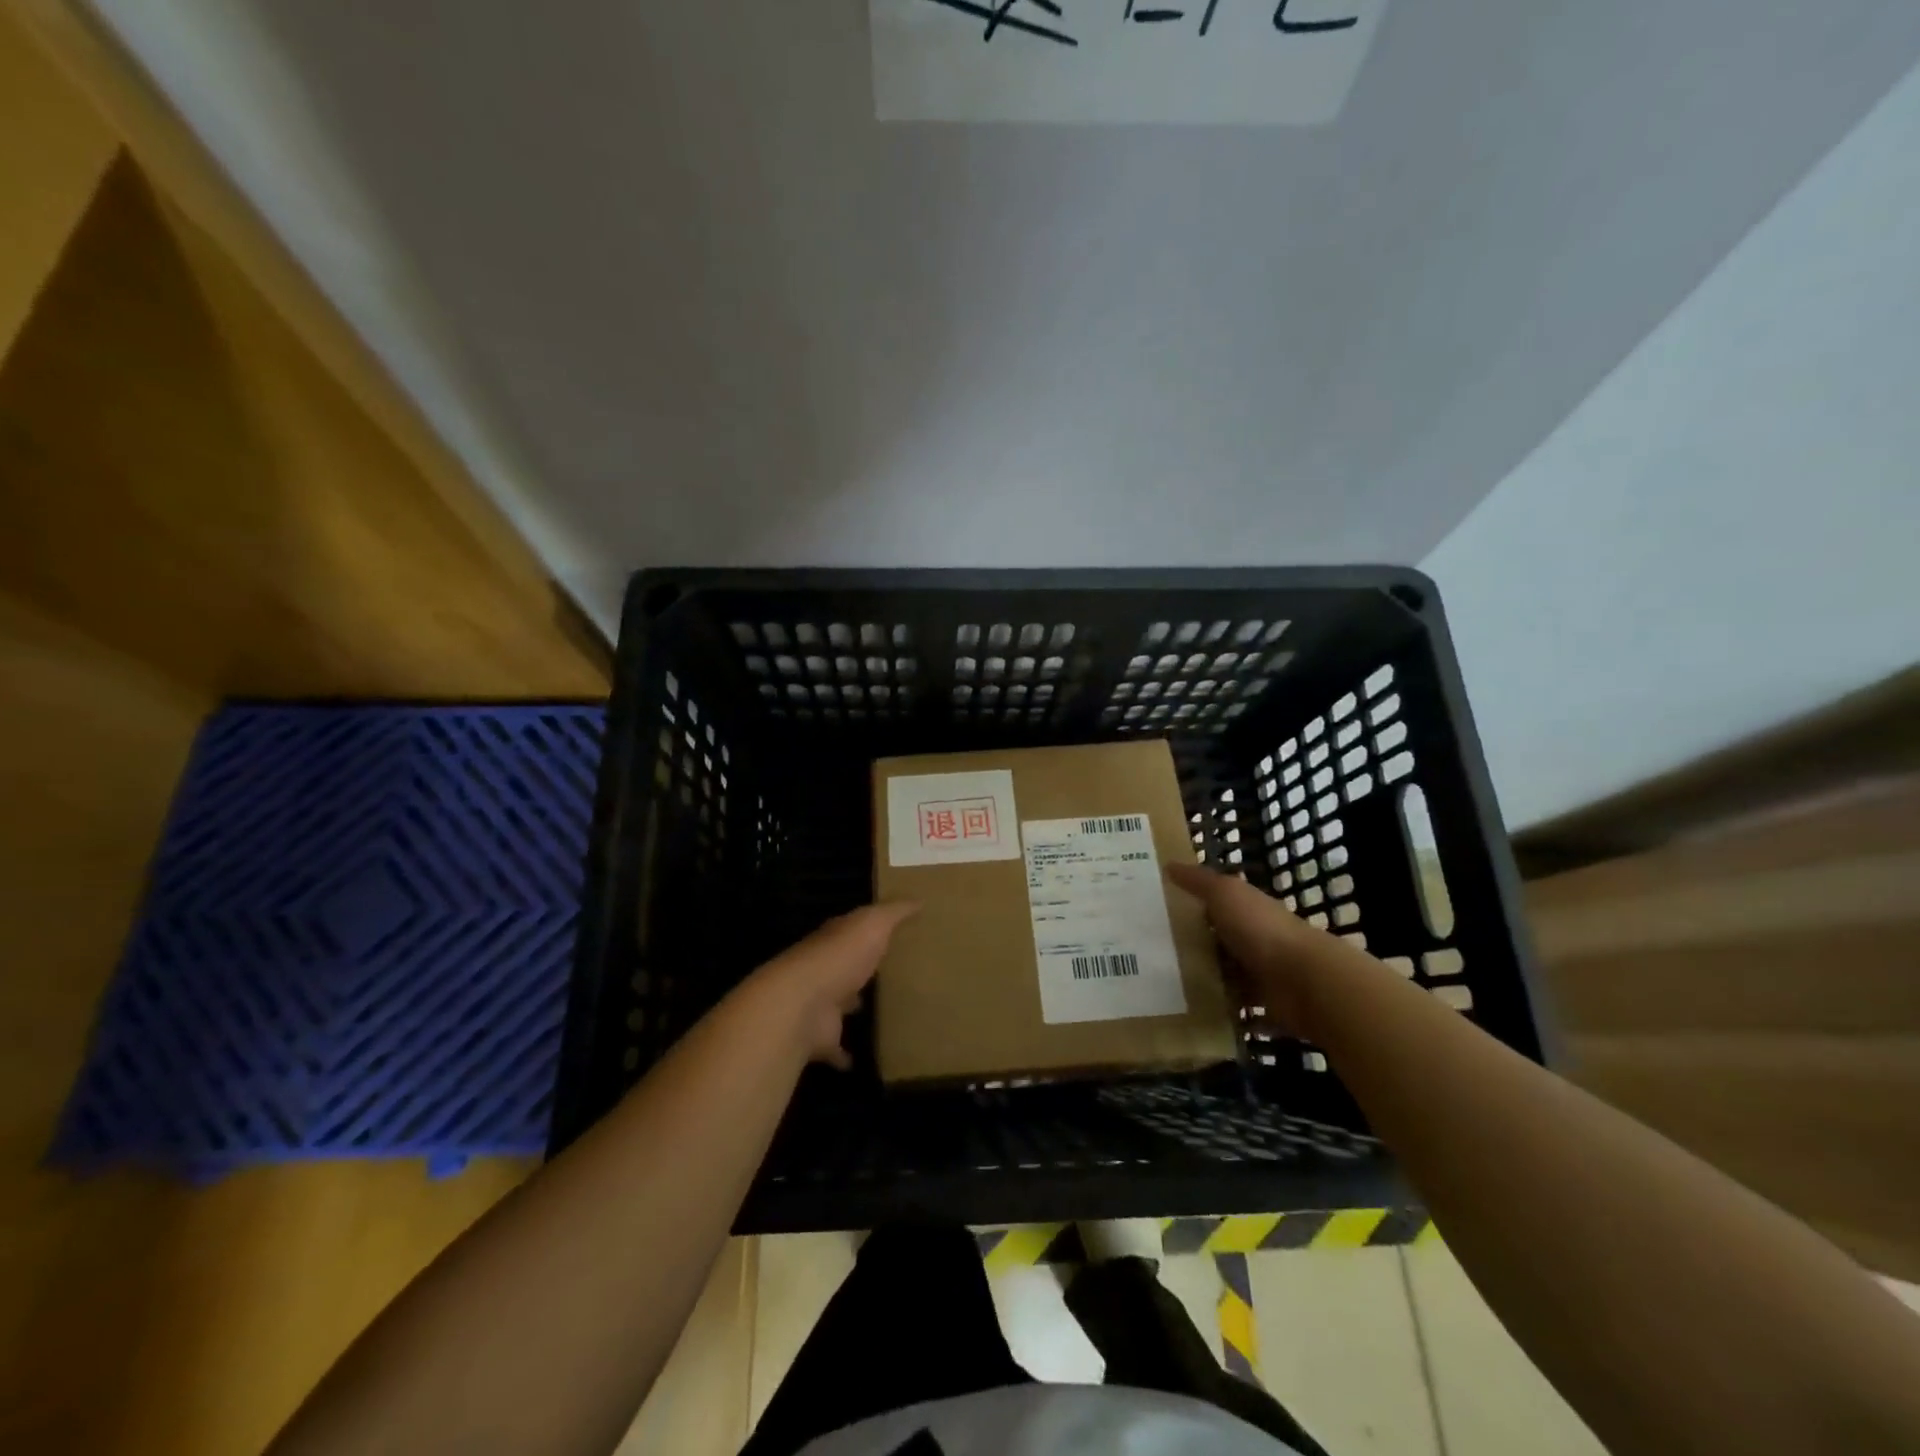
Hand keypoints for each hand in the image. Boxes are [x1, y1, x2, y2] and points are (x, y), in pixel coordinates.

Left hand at [746, 902, 918, 1068]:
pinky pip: (836, 1047)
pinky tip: (861, 1059)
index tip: (892, 935)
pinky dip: (845, 1054)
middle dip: (861, 969)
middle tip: (890, 973)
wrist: (802, 1004)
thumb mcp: (873, 923)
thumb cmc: (840, 957)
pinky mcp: (822, 1037)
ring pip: (840, 1004)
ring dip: (853, 1006)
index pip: (852, 932)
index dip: (869, 932)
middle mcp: (825, 969)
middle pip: (845, 967)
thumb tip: (919, 899)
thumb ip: (894, 912)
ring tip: (883, 1011)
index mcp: (836, 940)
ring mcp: (820, 1005)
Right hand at [1166, 862, 1329, 1033]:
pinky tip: (1195, 1014)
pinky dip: (1225, 1012)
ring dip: (1207, 980)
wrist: (1304, 981)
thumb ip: (1199, 881)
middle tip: (1154, 953)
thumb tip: (1169, 864)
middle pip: (1222, 940)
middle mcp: (1258, 939)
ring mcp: (1265, 974)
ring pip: (1229, 975)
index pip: (1219, 904)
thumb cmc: (1261, 929)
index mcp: (1249, 909)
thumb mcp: (1225, 894)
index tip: (1160, 912)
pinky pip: (1240, 1008)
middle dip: (1195, 945)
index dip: (1193, 905)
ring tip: (1167, 987)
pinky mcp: (1268, 1005)